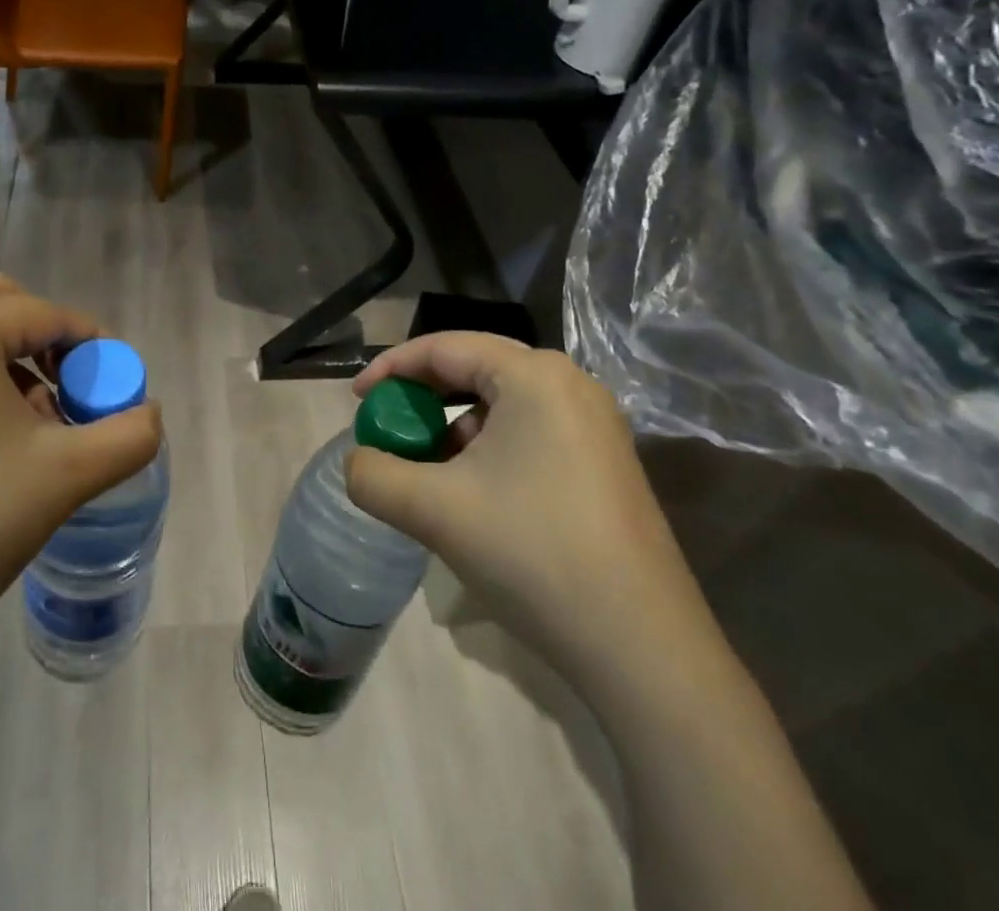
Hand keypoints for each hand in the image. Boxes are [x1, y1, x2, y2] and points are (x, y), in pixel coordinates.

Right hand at [345, 332, 702, 686]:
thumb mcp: (433, 510)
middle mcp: (570, 384)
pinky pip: (529, 431)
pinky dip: (487, 448)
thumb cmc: (533, 555)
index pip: (444, 347)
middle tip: (387, 424)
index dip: (390, 368)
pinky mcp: (604, 462)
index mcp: (533, 375)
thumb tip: (357, 463)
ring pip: (502, 403)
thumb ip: (373, 475)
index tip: (355, 400)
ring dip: (453, 425)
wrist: (643, 649)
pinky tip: (471, 491)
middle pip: (474, 368)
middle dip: (422, 395)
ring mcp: (594, 424)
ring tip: (424, 465)